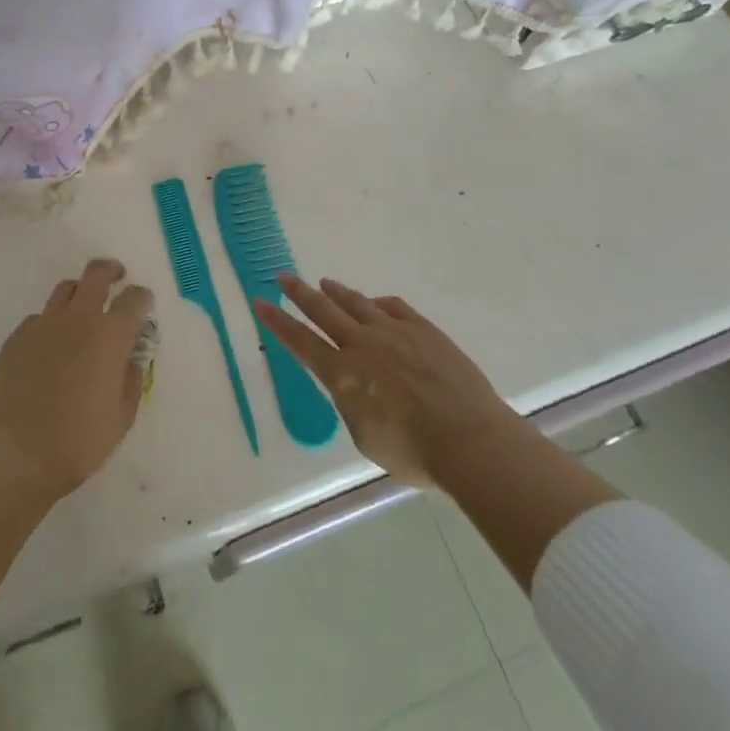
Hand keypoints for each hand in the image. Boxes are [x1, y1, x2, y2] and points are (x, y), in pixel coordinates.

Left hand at [0, 258, 155, 503]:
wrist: (14, 456)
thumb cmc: (78, 442)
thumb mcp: (121, 417)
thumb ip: (131, 378)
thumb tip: (131, 355)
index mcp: (110, 335)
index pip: (134, 298)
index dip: (142, 298)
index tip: (144, 305)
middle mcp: (78, 319)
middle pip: (97, 274)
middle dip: (111, 272)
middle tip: (116, 278)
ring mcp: (43, 325)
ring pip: (65, 289)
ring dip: (80, 293)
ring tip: (82, 311)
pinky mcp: (16, 338)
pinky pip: (38, 317)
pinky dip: (51, 323)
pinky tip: (50, 346)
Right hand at [255, 275, 519, 488]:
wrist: (469, 439)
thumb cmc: (414, 453)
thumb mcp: (366, 438)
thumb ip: (352, 405)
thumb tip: (354, 385)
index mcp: (343, 376)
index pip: (301, 342)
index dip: (278, 322)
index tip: (260, 302)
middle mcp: (363, 345)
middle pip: (323, 311)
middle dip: (300, 294)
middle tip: (284, 277)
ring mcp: (394, 332)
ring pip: (357, 303)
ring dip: (336, 292)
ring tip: (323, 283)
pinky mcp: (423, 328)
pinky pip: (394, 307)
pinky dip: (377, 303)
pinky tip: (374, 303)